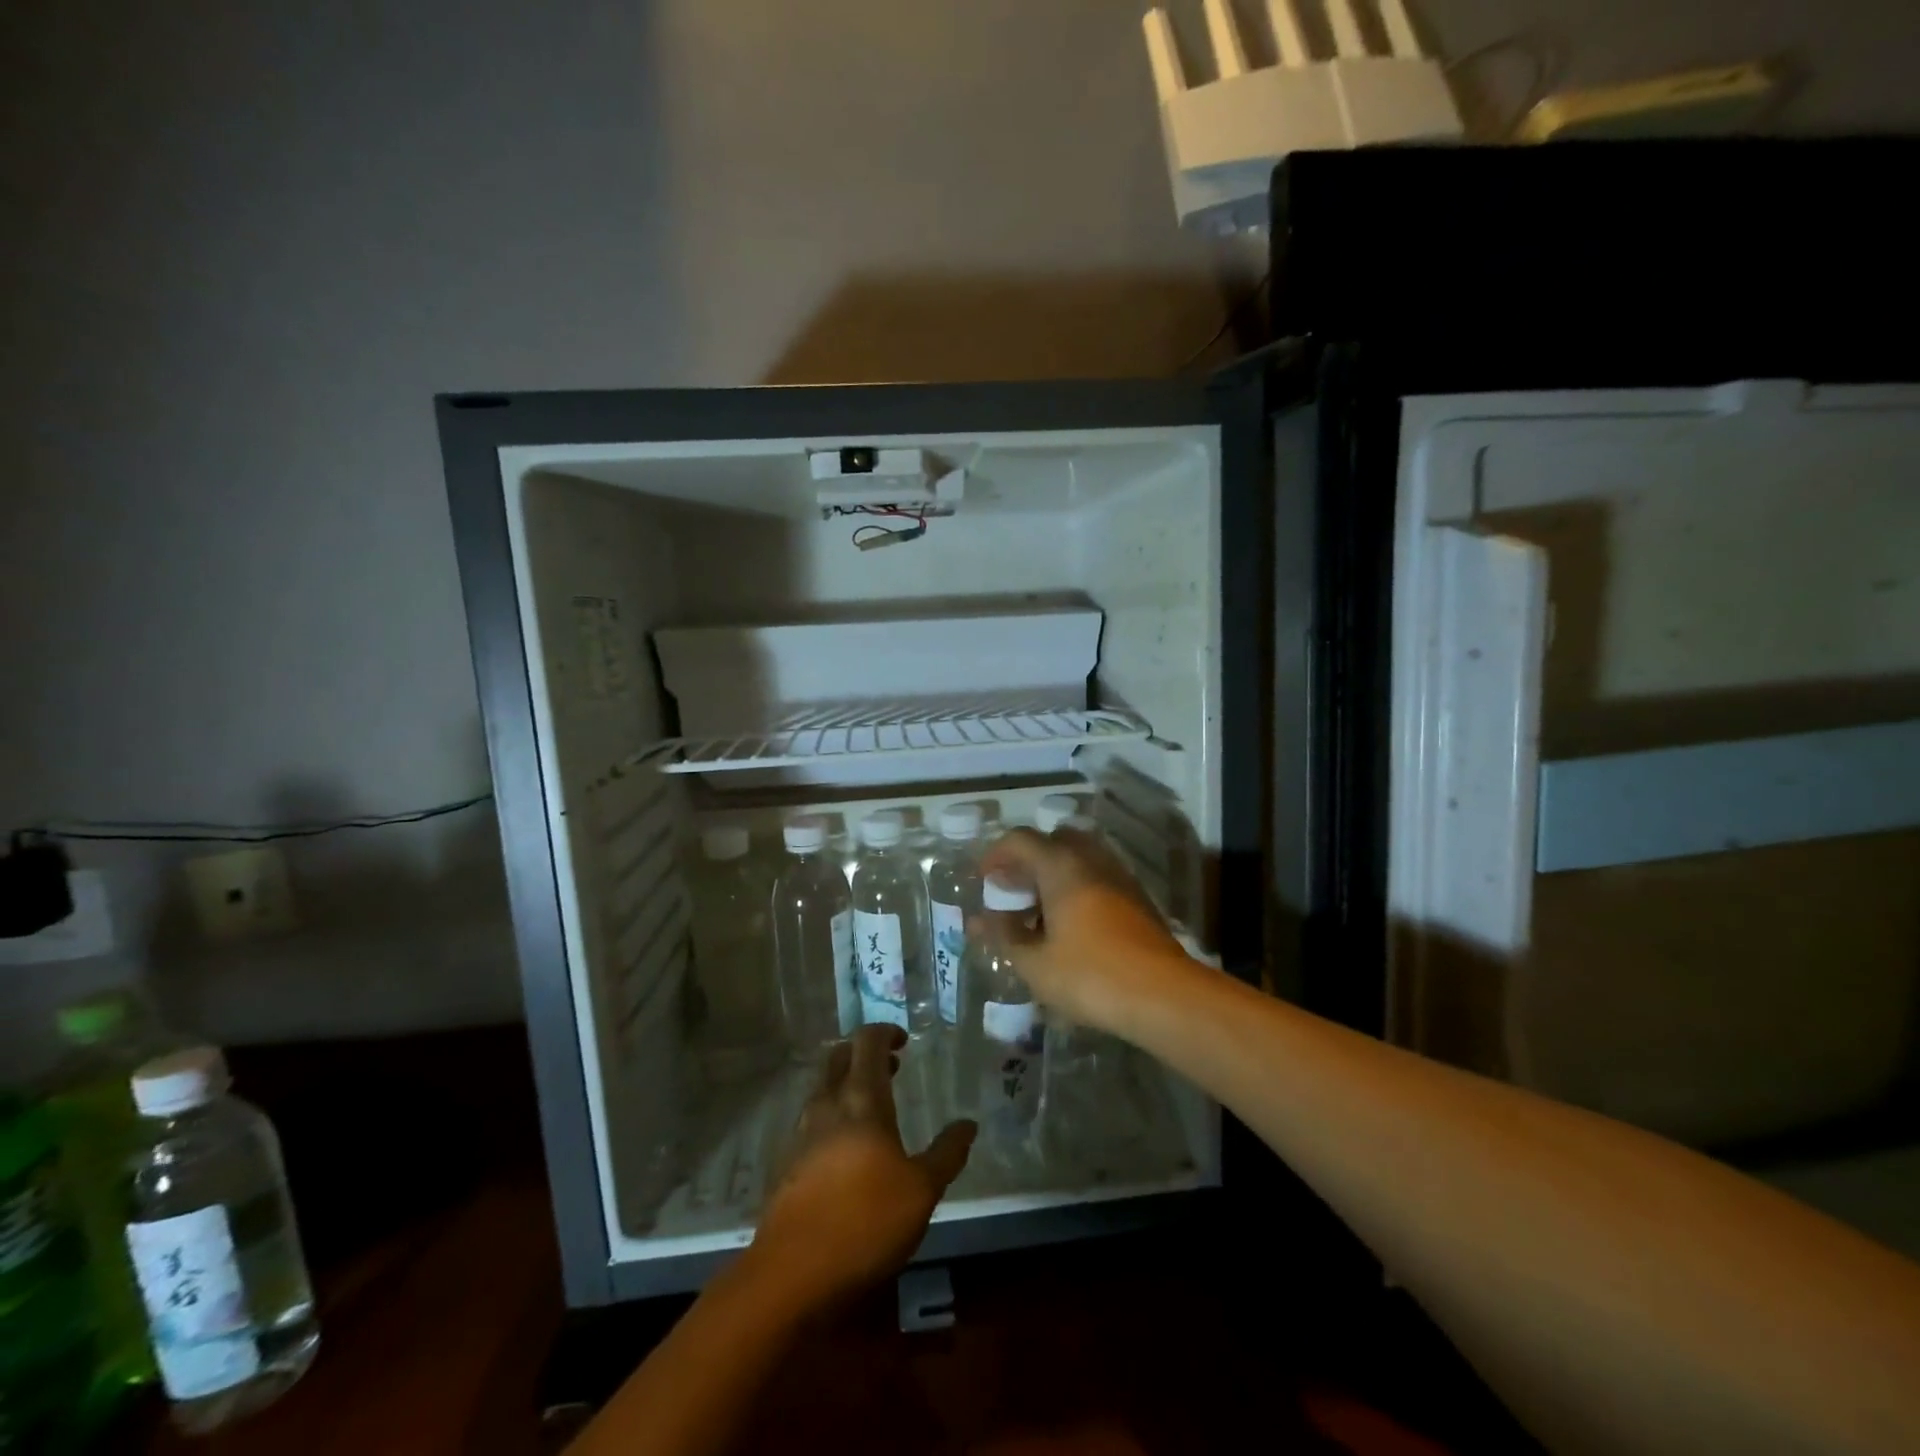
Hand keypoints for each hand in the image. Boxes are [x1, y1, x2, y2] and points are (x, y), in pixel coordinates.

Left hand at [749, 1024, 974, 1313]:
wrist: (792, 1275)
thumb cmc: (865, 1222)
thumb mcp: (922, 1191)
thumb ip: (947, 1154)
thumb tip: (968, 1124)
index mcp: (861, 1100)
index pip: (867, 1042)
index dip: (885, 1032)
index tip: (904, 1042)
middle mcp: (827, 1105)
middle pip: (839, 1057)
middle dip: (864, 1054)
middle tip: (892, 1069)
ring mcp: (801, 1134)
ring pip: (823, 1088)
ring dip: (847, 1084)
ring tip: (875, 1109)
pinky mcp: (787, 1164)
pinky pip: (812, 1121)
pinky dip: (833, 1116)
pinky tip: (848, 1149)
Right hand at [973, 827, 1202, 1037]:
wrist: (1164, 995)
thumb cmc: (1090, 975)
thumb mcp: (1034, 962)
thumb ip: (1003, 935)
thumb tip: (977, 920)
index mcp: (1061, 865)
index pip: (1020, 840)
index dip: (995, 855)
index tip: (983, 880)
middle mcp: (1091, 859)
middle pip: (1053, 841)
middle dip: (1028, 861)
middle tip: (1012, 892)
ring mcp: (1119, 876)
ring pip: (1079, 859)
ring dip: (1054, 875)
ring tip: (1038, 913)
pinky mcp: (1138, 898)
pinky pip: (1098, 878)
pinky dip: (1077, 888)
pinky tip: (1070, 926)